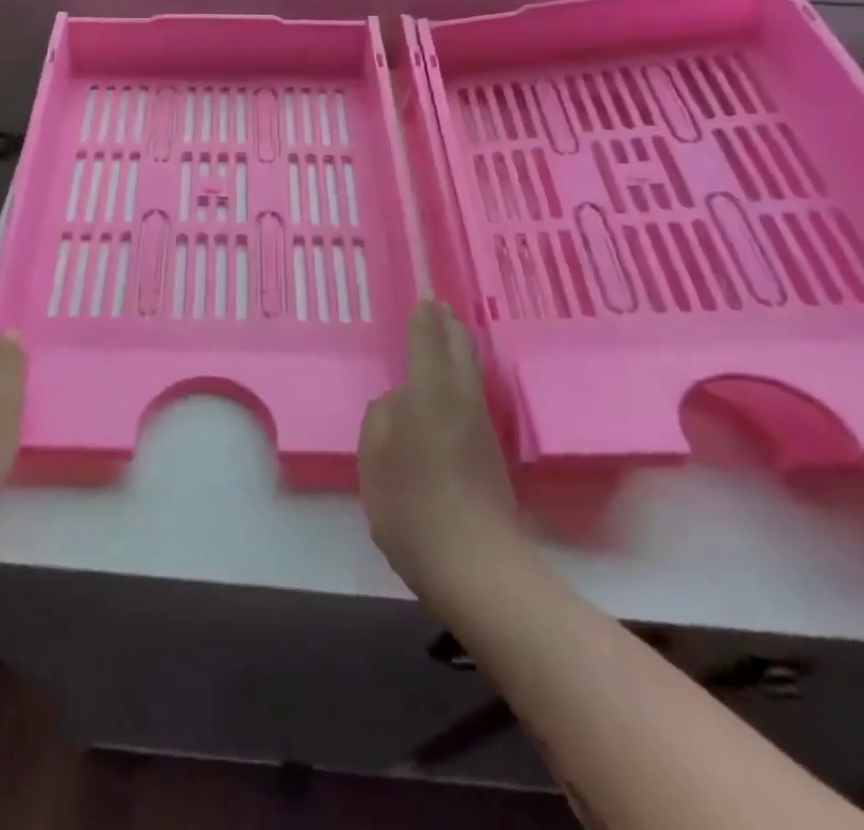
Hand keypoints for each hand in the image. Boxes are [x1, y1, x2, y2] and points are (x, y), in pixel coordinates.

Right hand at [359, 301, 518, 596]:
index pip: (428, 341)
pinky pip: (473, 396)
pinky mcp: (490, 453)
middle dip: (449, 326)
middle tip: (440, 308)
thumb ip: (382, 417)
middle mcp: (460, 399)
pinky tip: (453, 388)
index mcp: (430, 391)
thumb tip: (398, 401)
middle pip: (460, 350)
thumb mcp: (374, 456)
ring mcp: (480, 427)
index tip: (425, 298)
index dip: (424, 319)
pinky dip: (463, 377)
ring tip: (448, 338)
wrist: (475, 565)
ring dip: (459, 349)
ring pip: (471, 372)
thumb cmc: (411, 504)